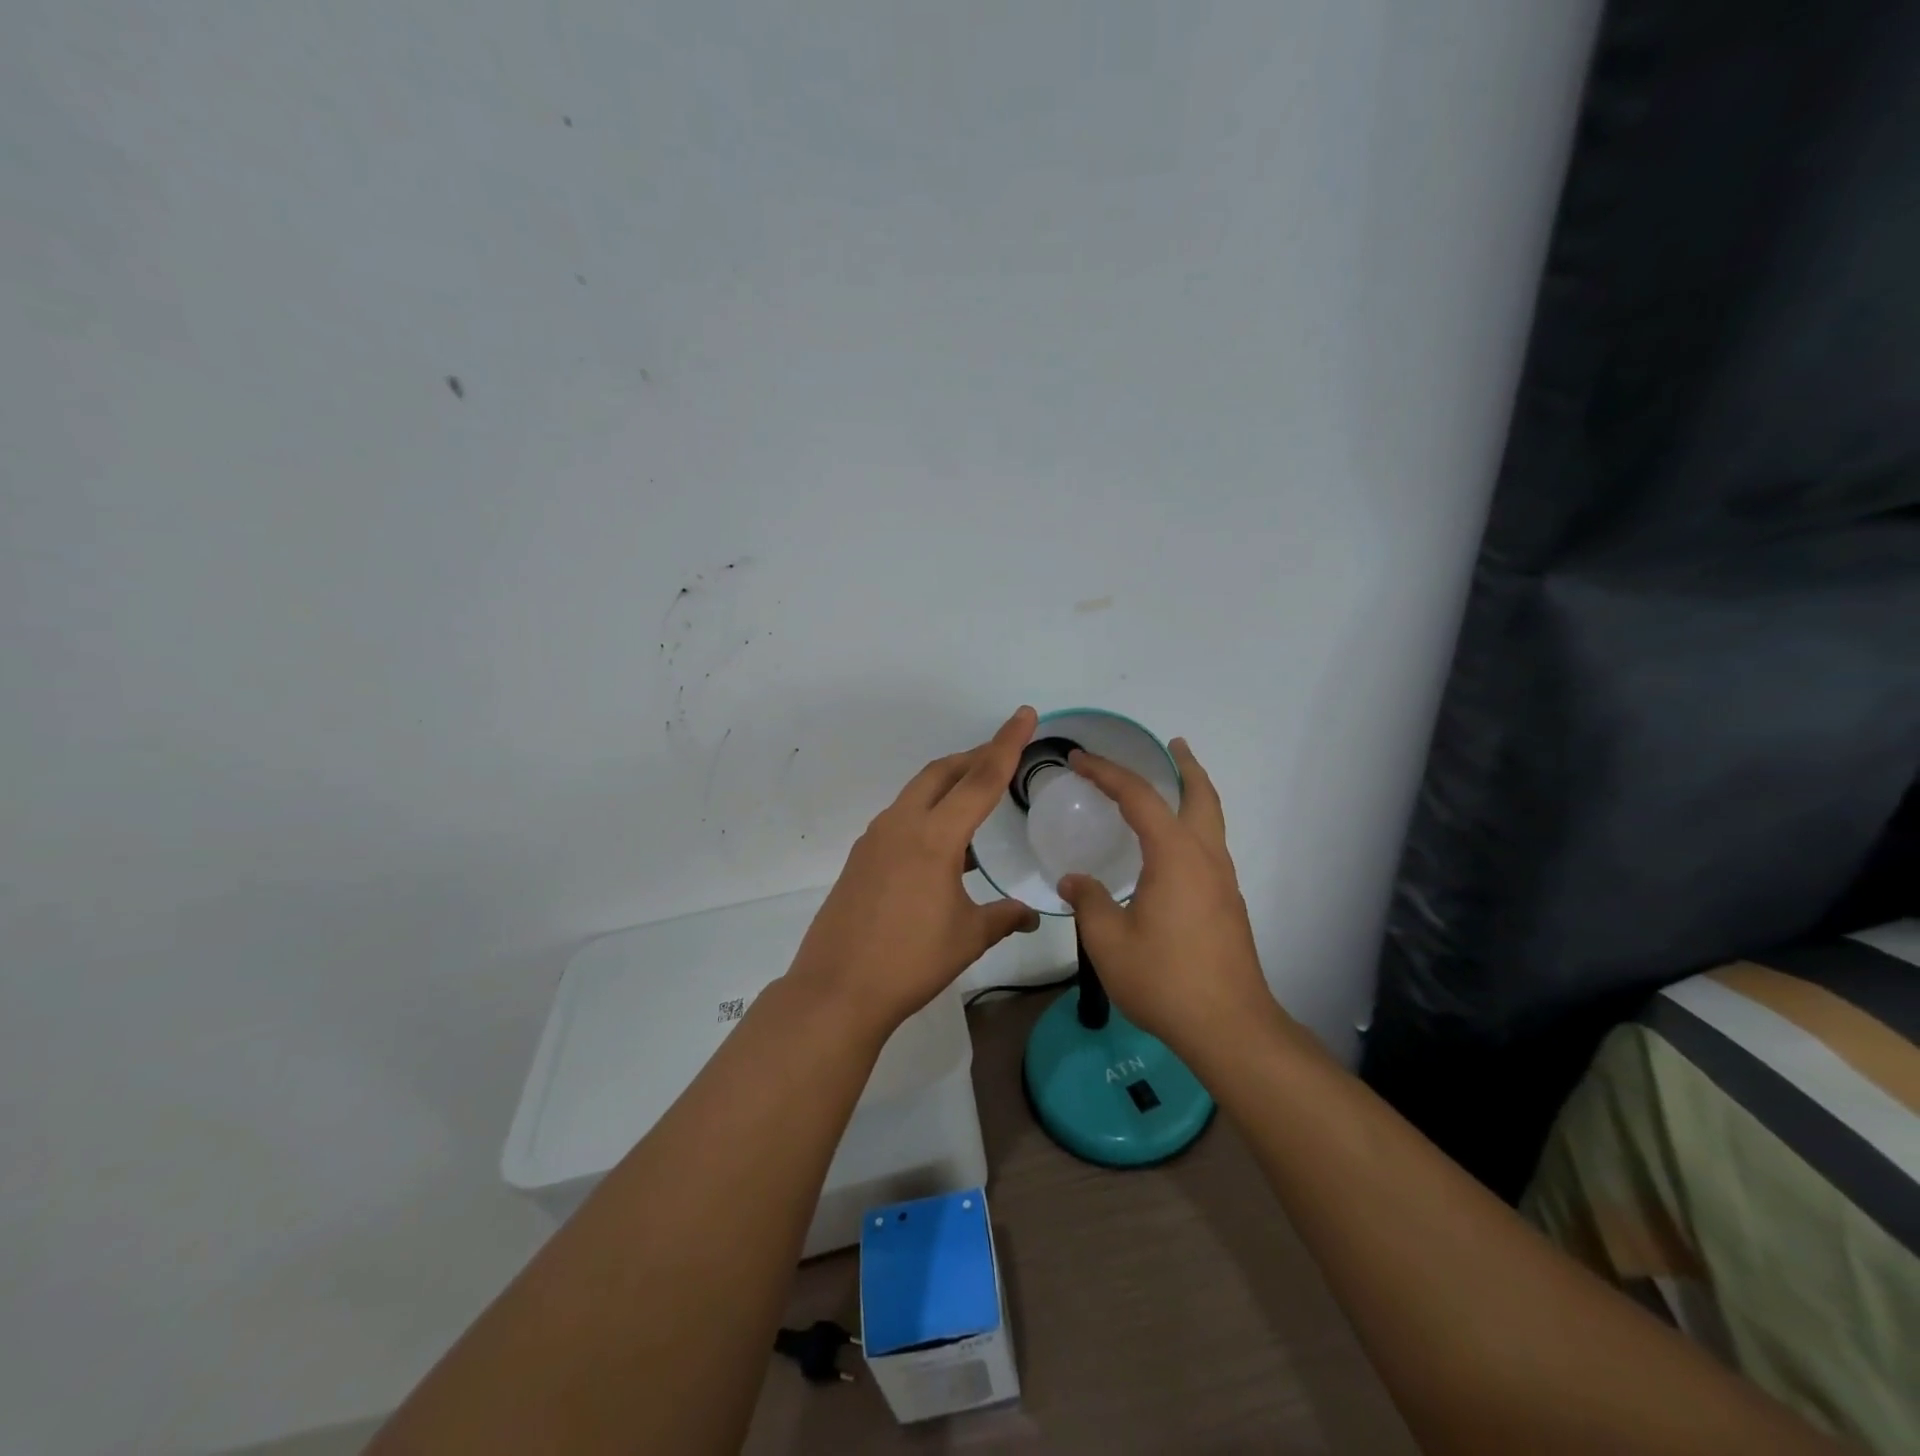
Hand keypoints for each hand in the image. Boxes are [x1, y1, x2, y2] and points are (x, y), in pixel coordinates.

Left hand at [786, 706, 1042, 1035]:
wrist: (836, 990)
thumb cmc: (910, 962)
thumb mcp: (967, 938)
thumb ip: (1003, 917)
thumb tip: (1030, 915)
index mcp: (934, 837)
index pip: (981, 779)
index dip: (1007, 744)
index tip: (1024, 715)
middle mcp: (901, 825)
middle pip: (942, 773)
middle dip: (974, 757)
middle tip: (1003, 755)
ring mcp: (875, 839)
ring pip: (917, 793)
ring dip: (948, 785)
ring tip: (976, 799)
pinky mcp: (860, 857)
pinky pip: (900, 818)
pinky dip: (927, 813)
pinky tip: (942, 845)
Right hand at [1057, 739, 1277, 1056]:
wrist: (1229, 1027)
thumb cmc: (1165, 979)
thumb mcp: (1109, 941)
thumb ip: (1088, 901)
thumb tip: (1074, 880)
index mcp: (1174, 856)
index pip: (1139, 798)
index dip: (1107, 773)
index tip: (1079, 759)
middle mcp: (1205, 858)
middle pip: (1201, 796)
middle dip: (1186, 766)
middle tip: (1172, 745)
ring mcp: (1223, 882)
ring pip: (1212, 822)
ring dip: (1194, 795)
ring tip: (1173, 787)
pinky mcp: (1227, 905)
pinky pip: (1210, 847)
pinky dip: (1194, 827)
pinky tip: (1171, 851)